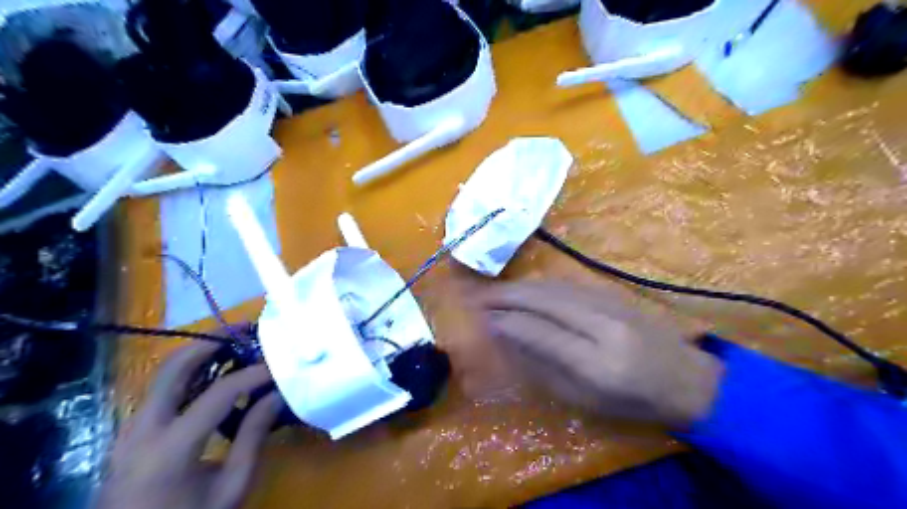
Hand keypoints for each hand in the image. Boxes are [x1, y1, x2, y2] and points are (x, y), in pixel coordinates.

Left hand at [97, 342, 282, 508]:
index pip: (218, 394)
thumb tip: (276, 395)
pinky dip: (190, 372)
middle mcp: (142, 430)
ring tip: (233, 343)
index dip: (253, 374)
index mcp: (170, 448)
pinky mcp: (132, 432)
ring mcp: (131, 429)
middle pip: (174, 368)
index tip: (278, 365)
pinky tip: (215, 373)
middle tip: (244, 329)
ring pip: (163, 374)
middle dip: (211, 341)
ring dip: (199, 353)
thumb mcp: (231, 487)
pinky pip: (162, 390)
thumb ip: (254, 437)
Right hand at [482, 280, 724, 427]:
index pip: (541, 332)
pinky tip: (527, 288)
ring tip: (496, 291)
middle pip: (545, 300)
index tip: (482, 318)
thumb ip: (544, 365)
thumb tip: (509, 338)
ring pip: (555, 287)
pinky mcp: (614, 294)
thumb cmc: (633, 402)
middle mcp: (604, 325)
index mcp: (598, 363)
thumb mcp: (584, 398)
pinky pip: (568, 285)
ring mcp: (611, 304)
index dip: (508, 322)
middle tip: (479, 297)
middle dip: (508, 295)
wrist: (687, 379)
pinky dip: (541, 285)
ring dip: (521, 287)